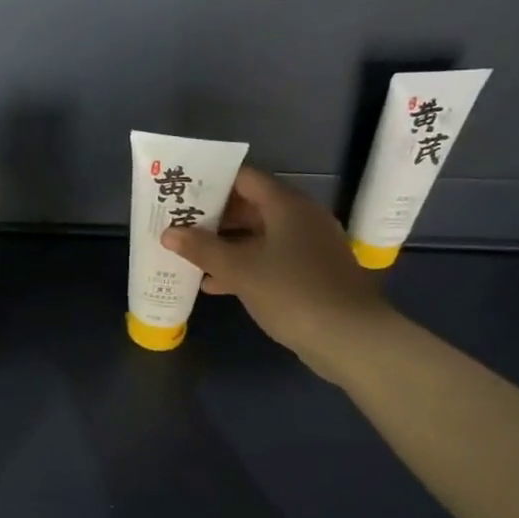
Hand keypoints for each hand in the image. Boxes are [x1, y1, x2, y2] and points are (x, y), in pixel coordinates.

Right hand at [161, 167, 399, 383]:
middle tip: (178, 222)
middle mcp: (300, 218)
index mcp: (287, 206)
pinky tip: (213, 284)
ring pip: (258, 236)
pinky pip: (270, 259)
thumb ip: (202, 249)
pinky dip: (244, 266)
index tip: (182, 190)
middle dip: (214, 216)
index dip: (212, 181)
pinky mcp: (310, 274)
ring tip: (188, 252)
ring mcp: (308, 247)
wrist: (349, 338)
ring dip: (225, 244)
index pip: (245, 179)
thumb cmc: (292, 292)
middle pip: (251, 206)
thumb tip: (169, 233)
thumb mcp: (240, 270)